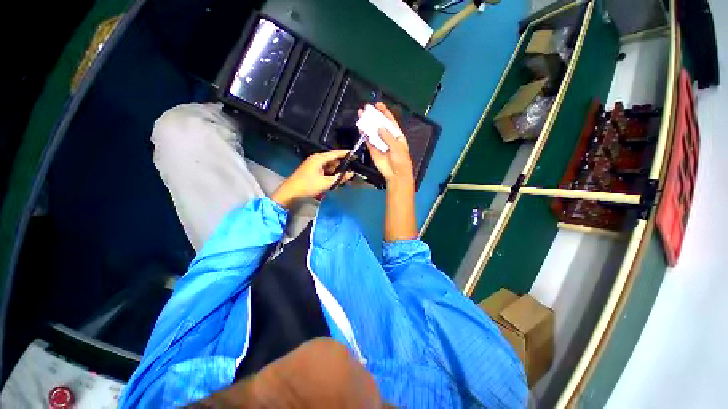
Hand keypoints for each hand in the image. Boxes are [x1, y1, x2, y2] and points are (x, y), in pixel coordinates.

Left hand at [271, 151, 354, 208]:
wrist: (291, 191)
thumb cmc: (308, 185)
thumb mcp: (326, 183)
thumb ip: (340, 178)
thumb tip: (351, 174)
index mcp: (319, 158)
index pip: (336, 153)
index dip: (346, 154)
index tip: (355, 155)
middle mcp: (317, 158)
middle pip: (333, 160)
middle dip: (342, 166)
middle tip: (351, 171)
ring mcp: (314, 164)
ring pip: (329, 165)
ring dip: (336, 171)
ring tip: (345, 177)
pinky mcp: (312, 170)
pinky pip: (325, 169)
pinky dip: (331, 173)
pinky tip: (336, 179)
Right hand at [361, 103, 413, 187]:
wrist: (395, 174)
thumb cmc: (400, 160)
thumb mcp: (396, 146)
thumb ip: (387, 136)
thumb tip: (379, 127)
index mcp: (396, 135)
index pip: (390, 121)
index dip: (385, 112)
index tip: (378, 104)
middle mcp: (388, 138)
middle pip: (380, 125)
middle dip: (374, 116)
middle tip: (366, 108)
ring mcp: (380, 143)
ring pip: (372, 132)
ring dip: (367, 124)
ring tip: (360, 114)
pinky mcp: (373, 150)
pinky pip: (368, 141)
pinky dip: (364, 134)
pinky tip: (360, 127)